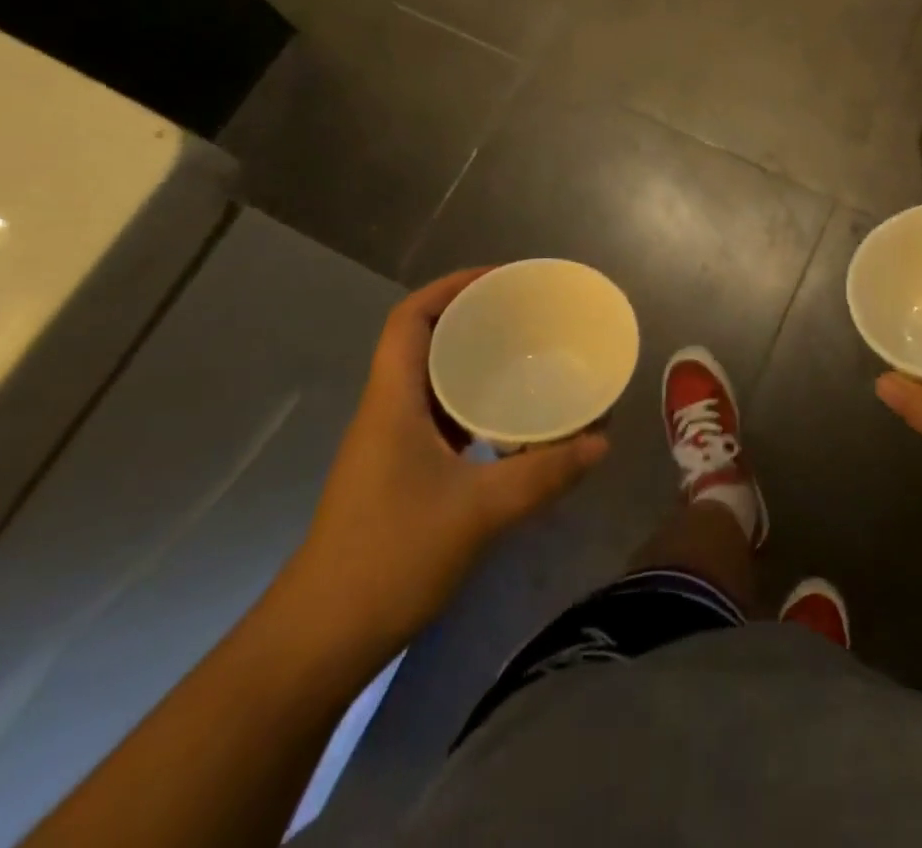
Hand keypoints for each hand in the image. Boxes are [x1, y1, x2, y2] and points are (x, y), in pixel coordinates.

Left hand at [270, 270, 607, 678]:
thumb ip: (544, 473)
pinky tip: (510, 421)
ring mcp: (390, 444)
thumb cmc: (389, 559)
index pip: (410, 319)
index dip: (451, 287)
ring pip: (433, 381)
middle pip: (424, 341)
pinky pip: (440, 418)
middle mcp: (388, 411)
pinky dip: (473, 406)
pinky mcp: (399, 474)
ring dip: (473, 363)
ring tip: (526, 356)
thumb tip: (602, 440)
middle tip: (527, 315)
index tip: (501, 280)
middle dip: (472, 319)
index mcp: (392, 400)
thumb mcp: (478, 512)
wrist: (320, 641)